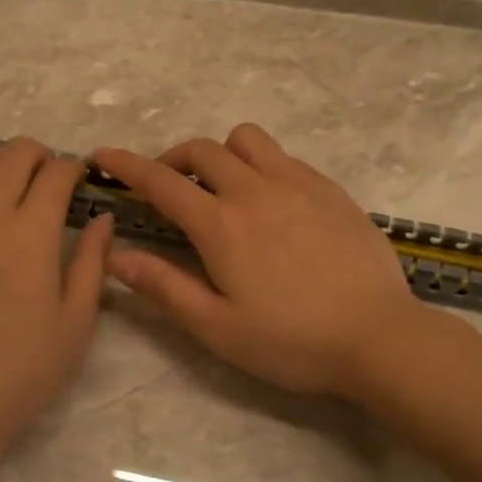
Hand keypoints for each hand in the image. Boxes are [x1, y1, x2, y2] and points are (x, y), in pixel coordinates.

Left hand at [0, 139, 111, 470]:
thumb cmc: (21, 371)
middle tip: (53, 182)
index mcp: (28, 234)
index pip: (55, 174)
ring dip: (2, 161)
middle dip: (41, 156)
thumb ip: (92, 261)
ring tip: (16, 185)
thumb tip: (102, 218)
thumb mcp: (75, 322)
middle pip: (13, 154)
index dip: (75, 170)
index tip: (82, 183)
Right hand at [92, 124, 426, 398]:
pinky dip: (262, 165)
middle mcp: (256, 190)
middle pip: (202, 150)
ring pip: (246, 140)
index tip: (102, 155)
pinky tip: (272, 201)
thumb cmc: (292, 342)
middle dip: (173, 159)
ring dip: (222, 154)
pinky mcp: (330, 189)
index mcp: (221, 224)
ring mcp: (298, 184)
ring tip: (223, 188)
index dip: (126, 164)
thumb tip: (116, 255)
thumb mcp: (218, 328)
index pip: (161, 181)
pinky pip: (285, 156)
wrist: (379, 337)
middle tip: (168, 187)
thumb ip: (164, 287)